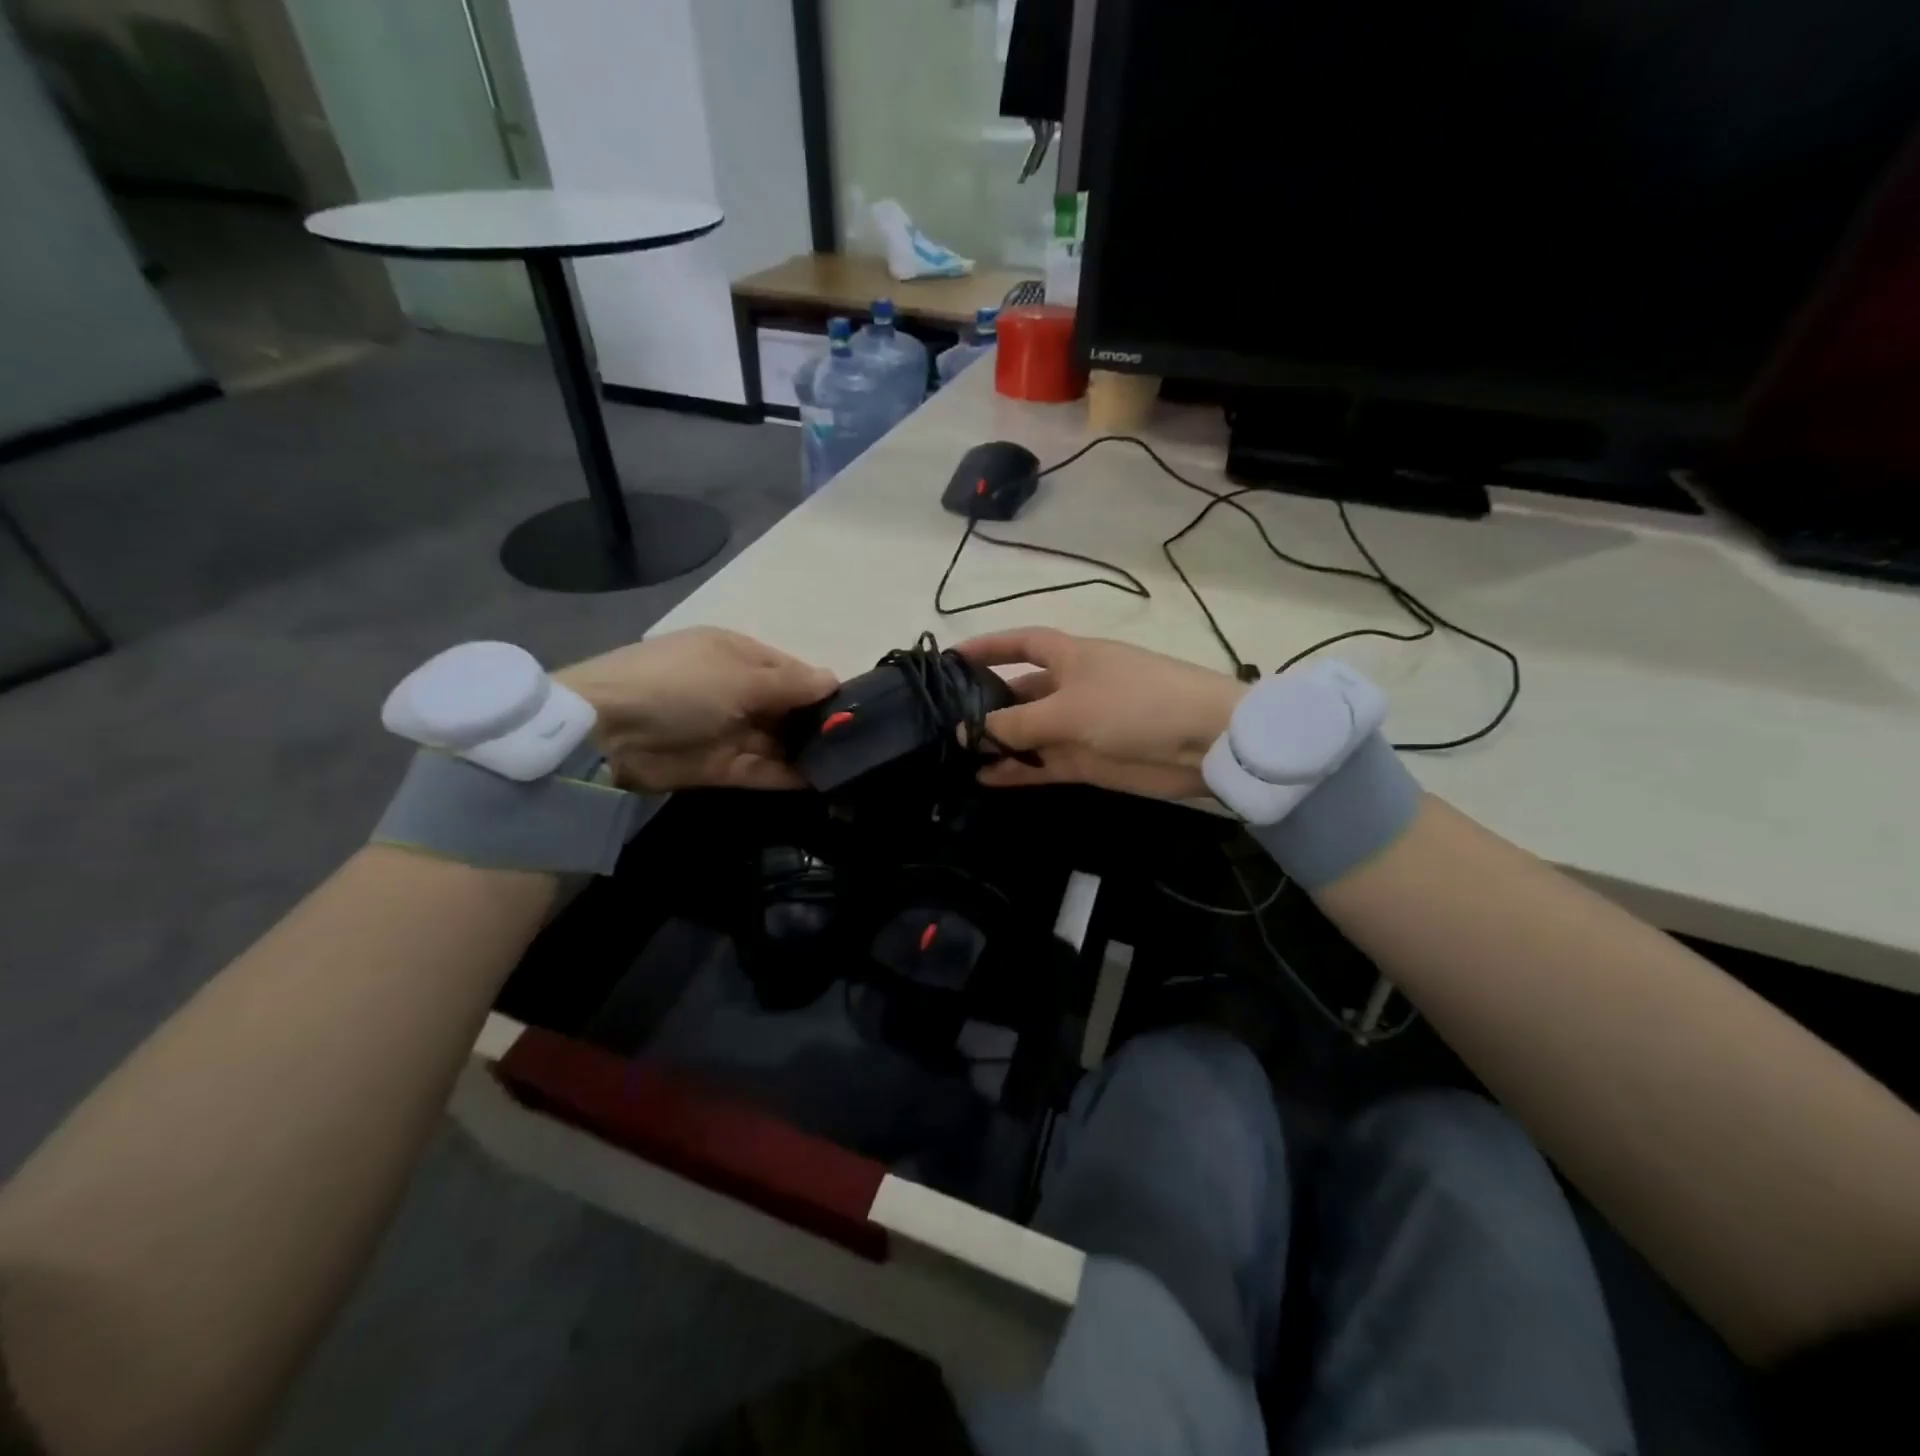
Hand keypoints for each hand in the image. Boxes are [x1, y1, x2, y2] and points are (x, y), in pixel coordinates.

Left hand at [557, 628, 836, 790]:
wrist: (607, 732)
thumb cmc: (681, 686)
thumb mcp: (741, 676)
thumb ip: (792, 684)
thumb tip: (834, 680)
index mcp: (738, 655)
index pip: (791, 671)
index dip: (822, 689)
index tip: (858, 710)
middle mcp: (735, 690)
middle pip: (786, 708)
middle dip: (818, 724)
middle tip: (859, 743)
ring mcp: (726, 730)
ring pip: (776, 741)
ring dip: (806, 752)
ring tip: (848, 765)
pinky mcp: (718, 767)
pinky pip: (761, 770)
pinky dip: (787, 776)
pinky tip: (821, 782)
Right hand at [955, 628, 1246, 799]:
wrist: (1204, 742)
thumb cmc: (1135, 704)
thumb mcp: (1068, 708)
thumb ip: (1015, 724)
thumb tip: (965, 732)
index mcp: (1070, 657)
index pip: (1021, 644)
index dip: (989, 647)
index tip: (951, 659)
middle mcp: (1071, 687)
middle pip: (1019, 693)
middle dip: (986, 705)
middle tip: (943, 723)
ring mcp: (1079, 726)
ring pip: (1028, 733)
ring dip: (998, 743)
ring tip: (955, 756)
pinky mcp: (1087, 761)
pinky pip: (1042, 764)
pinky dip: (1017, 771)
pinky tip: (984, 779)